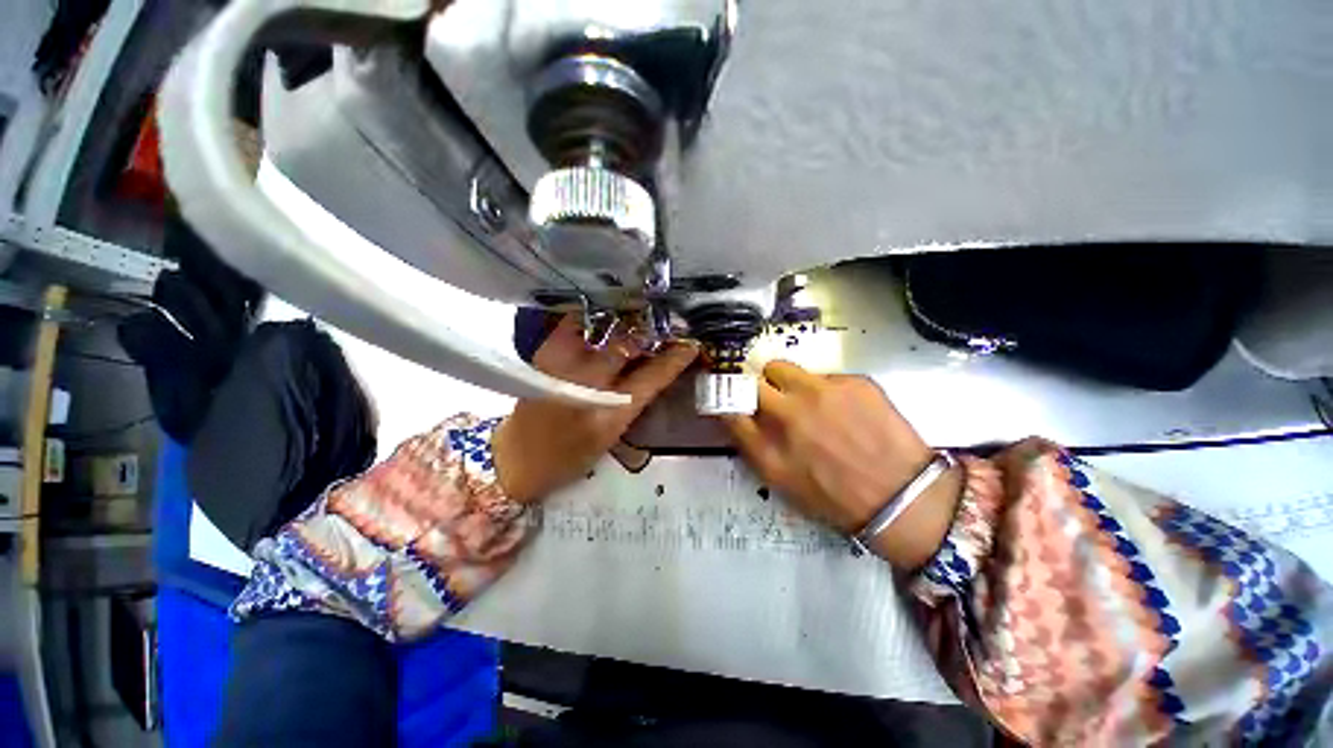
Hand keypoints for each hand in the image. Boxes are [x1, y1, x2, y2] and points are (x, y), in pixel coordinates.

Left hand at [493, 315, 698, 503]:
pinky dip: (599, 317)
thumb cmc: (571, 454)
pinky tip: (611, 319)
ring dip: (628, 319)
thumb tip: (659, 364)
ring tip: (643, 316)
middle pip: (628, 342)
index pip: (652, 375)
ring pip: (604, 326)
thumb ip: (637, 396)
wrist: (519, 456)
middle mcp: (586, 381)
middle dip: (652, 330)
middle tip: (668, 323)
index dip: (675, 357)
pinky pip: (578, 322)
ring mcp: (562, 360)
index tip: (690, 344)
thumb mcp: (614, 432)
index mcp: (609, 410)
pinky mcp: (546, 351)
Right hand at [721, 361, 961, 568]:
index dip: (727, 395)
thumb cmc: (832, 494)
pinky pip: (824, 375)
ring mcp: (825, 390)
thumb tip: (732, 410)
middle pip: (756, 375)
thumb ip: (749, 440)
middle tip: (772, 400)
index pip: (730, 401)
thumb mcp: (778, 477)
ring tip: (807, 403)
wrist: (902, 497)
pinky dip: (824, 389)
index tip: (730, 396)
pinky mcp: (856, 381)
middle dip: (758, 386)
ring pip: (786, 368)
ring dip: (786, 382)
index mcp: (769, 437)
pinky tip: (844, 411)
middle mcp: (791, 408)